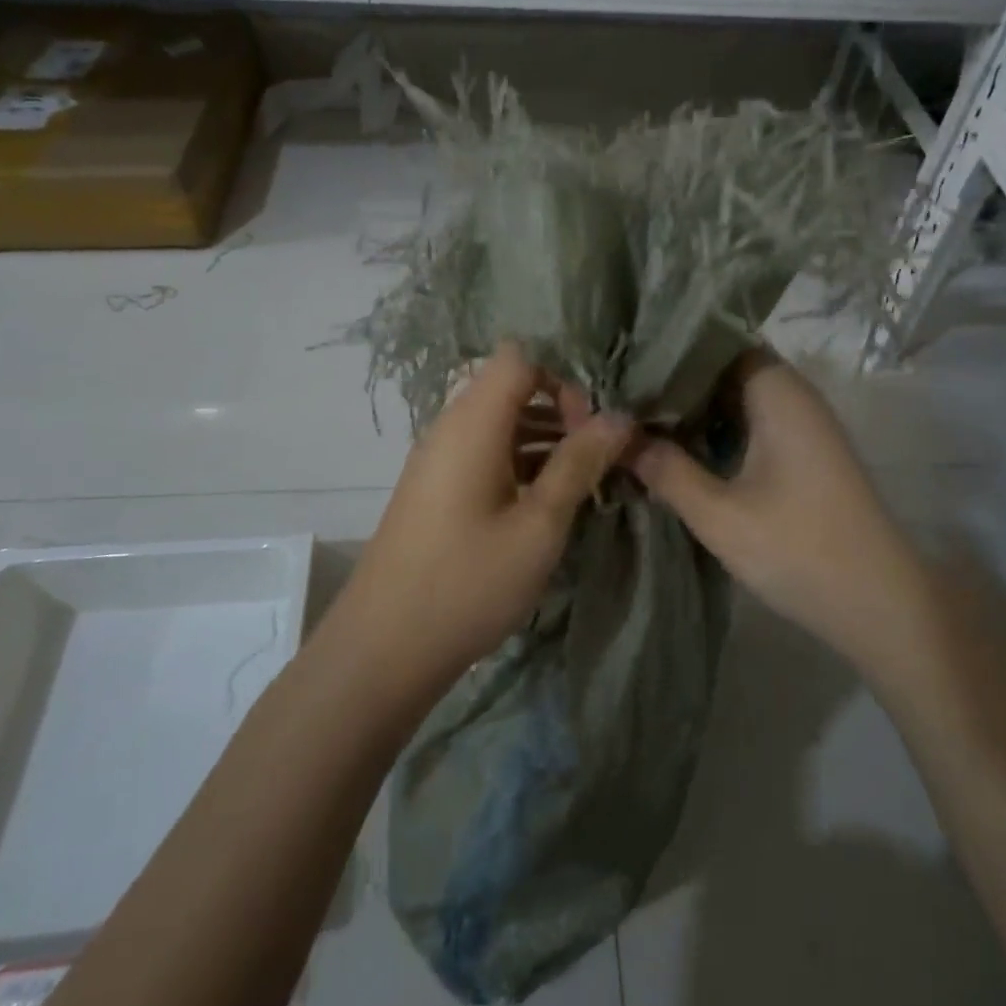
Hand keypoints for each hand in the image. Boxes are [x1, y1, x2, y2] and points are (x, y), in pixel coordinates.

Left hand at [341, 342, 634, 679]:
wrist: (385, 647)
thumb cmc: (469, 582)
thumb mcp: (539, 525)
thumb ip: (579, 463)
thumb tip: (619, 417)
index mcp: (472, 423)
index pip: (519, 358)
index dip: (562, 379)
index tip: (590, 428)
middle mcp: (450, 428)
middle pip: (510, 388)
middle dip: (560, 411)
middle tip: (594, 458)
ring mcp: (438, 460)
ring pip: (499, 424)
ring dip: (543, 441)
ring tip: (582, 482)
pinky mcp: (435, 489)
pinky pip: (483, 454)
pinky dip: (519, 464)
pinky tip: (546, 505)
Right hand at [630, 350, 920, 647]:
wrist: (878, 604)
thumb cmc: (798, 550)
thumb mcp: (719, 514)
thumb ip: (666, 470)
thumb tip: (619, 436)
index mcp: (777, 392)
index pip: (718, 341)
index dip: (672, 349)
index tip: (627, 361)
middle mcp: (794, 396)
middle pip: (726, 368)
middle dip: (676, 382)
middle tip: (622, 394)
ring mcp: (802, 426)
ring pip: (737, 399)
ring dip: (695, 409)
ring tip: (639, 419)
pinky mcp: (804, 454)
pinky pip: (752, 424)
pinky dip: (717, 431)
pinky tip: (680, 450)